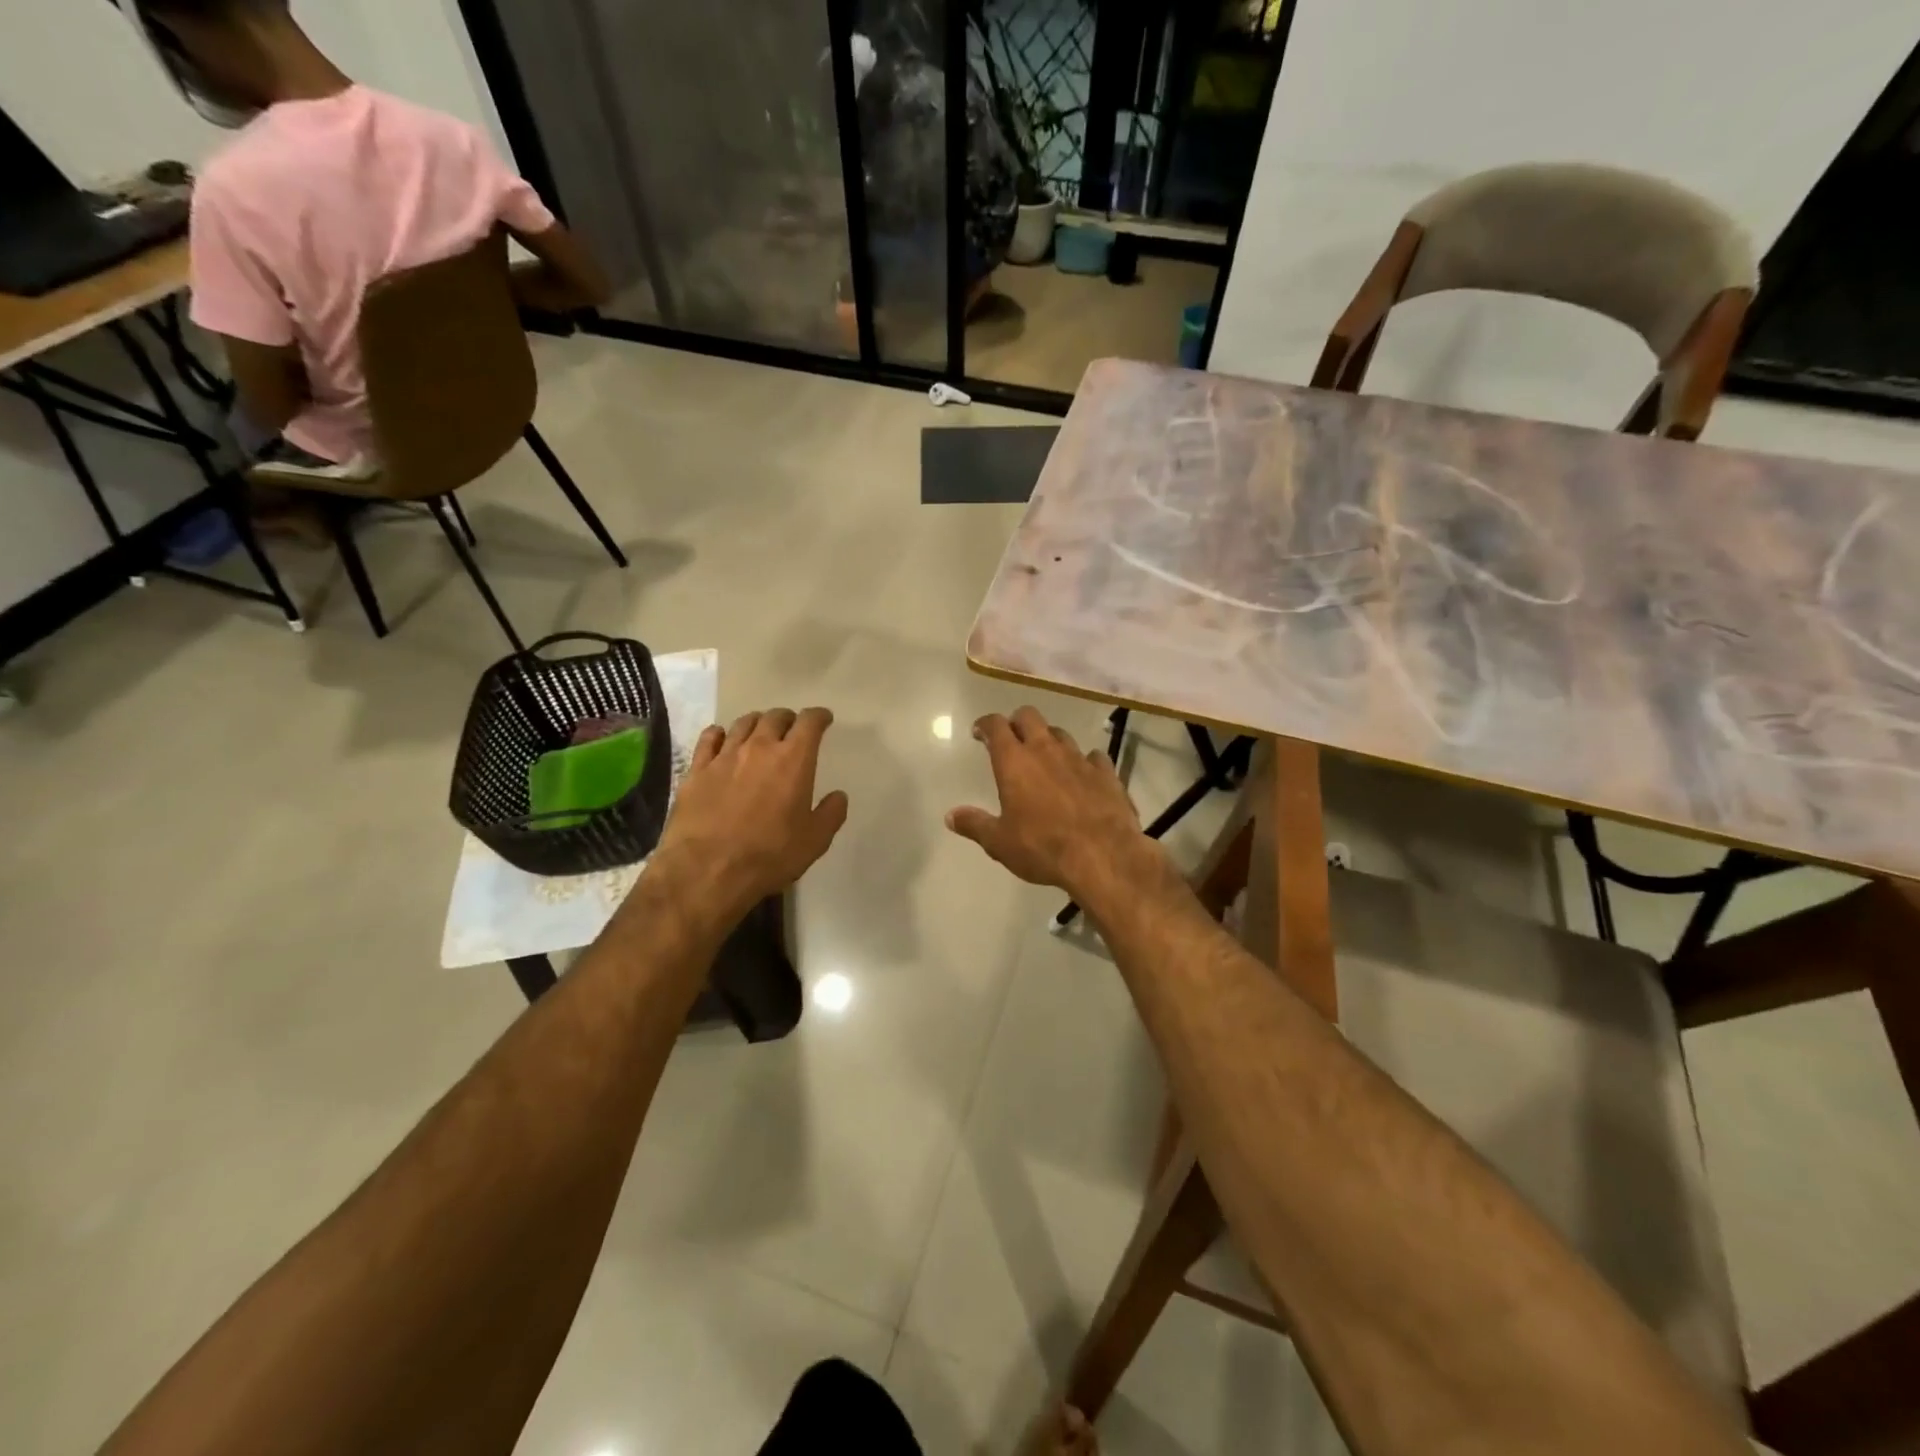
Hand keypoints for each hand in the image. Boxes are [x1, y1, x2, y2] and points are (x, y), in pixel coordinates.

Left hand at [652, 707, 847, 921]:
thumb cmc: (769, 855)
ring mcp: (724, 756)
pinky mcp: (696, 770)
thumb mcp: (815, 841)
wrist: (706, 870)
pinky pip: (709, 739)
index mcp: (793, 760)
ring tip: (760, 731)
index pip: (809, 722)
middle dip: (788, 719)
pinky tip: (721, 738)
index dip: (819, 716)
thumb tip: (838, 796)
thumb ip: (831, 813)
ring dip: (757, 723)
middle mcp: (759, 748)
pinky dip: (719, 734)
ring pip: (743, 724)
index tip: (823, 719)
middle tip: (792, 728)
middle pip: (775, 717)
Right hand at [946, 707, 1162, 900]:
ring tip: (1045, 757)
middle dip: (1017, 722)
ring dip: (1049, 740)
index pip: (996, 726)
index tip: (979, 731)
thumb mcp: (1000, 842)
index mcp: (1014, 761)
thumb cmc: (1042, 847)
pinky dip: (1084, 762)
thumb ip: (975, 824)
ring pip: (1060, 734)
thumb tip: (951, 816)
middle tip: (1011, 738)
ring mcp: (1079, 759)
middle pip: (1029, 717)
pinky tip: (1083, 775)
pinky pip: (1093, 757)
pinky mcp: (1106, 773)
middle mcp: (1046, 750)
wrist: (1103, 856)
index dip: (986, 724)